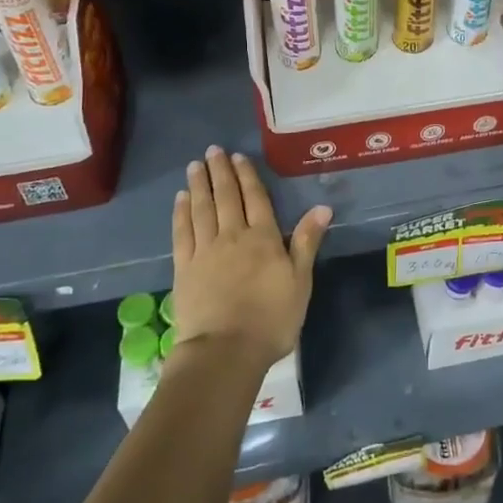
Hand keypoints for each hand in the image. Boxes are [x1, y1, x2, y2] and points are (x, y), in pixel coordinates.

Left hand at [169, 146, 331, 372]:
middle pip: (225, 197)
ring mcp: (205, 251)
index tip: (237, 156)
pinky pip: (182, 232)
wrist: (224, 351)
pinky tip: (180, 200)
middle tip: (212, 151)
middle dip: (219, 172)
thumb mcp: (300, 281)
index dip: (247, 176)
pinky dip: (181, 213)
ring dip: (198, 185)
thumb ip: (306, 242)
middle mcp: (232, 236)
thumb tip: (322, 207)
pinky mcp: (184, 268)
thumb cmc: (271, 319)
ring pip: (201, 209)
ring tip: (194, 166)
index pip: (254, 198)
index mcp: (263, 237)